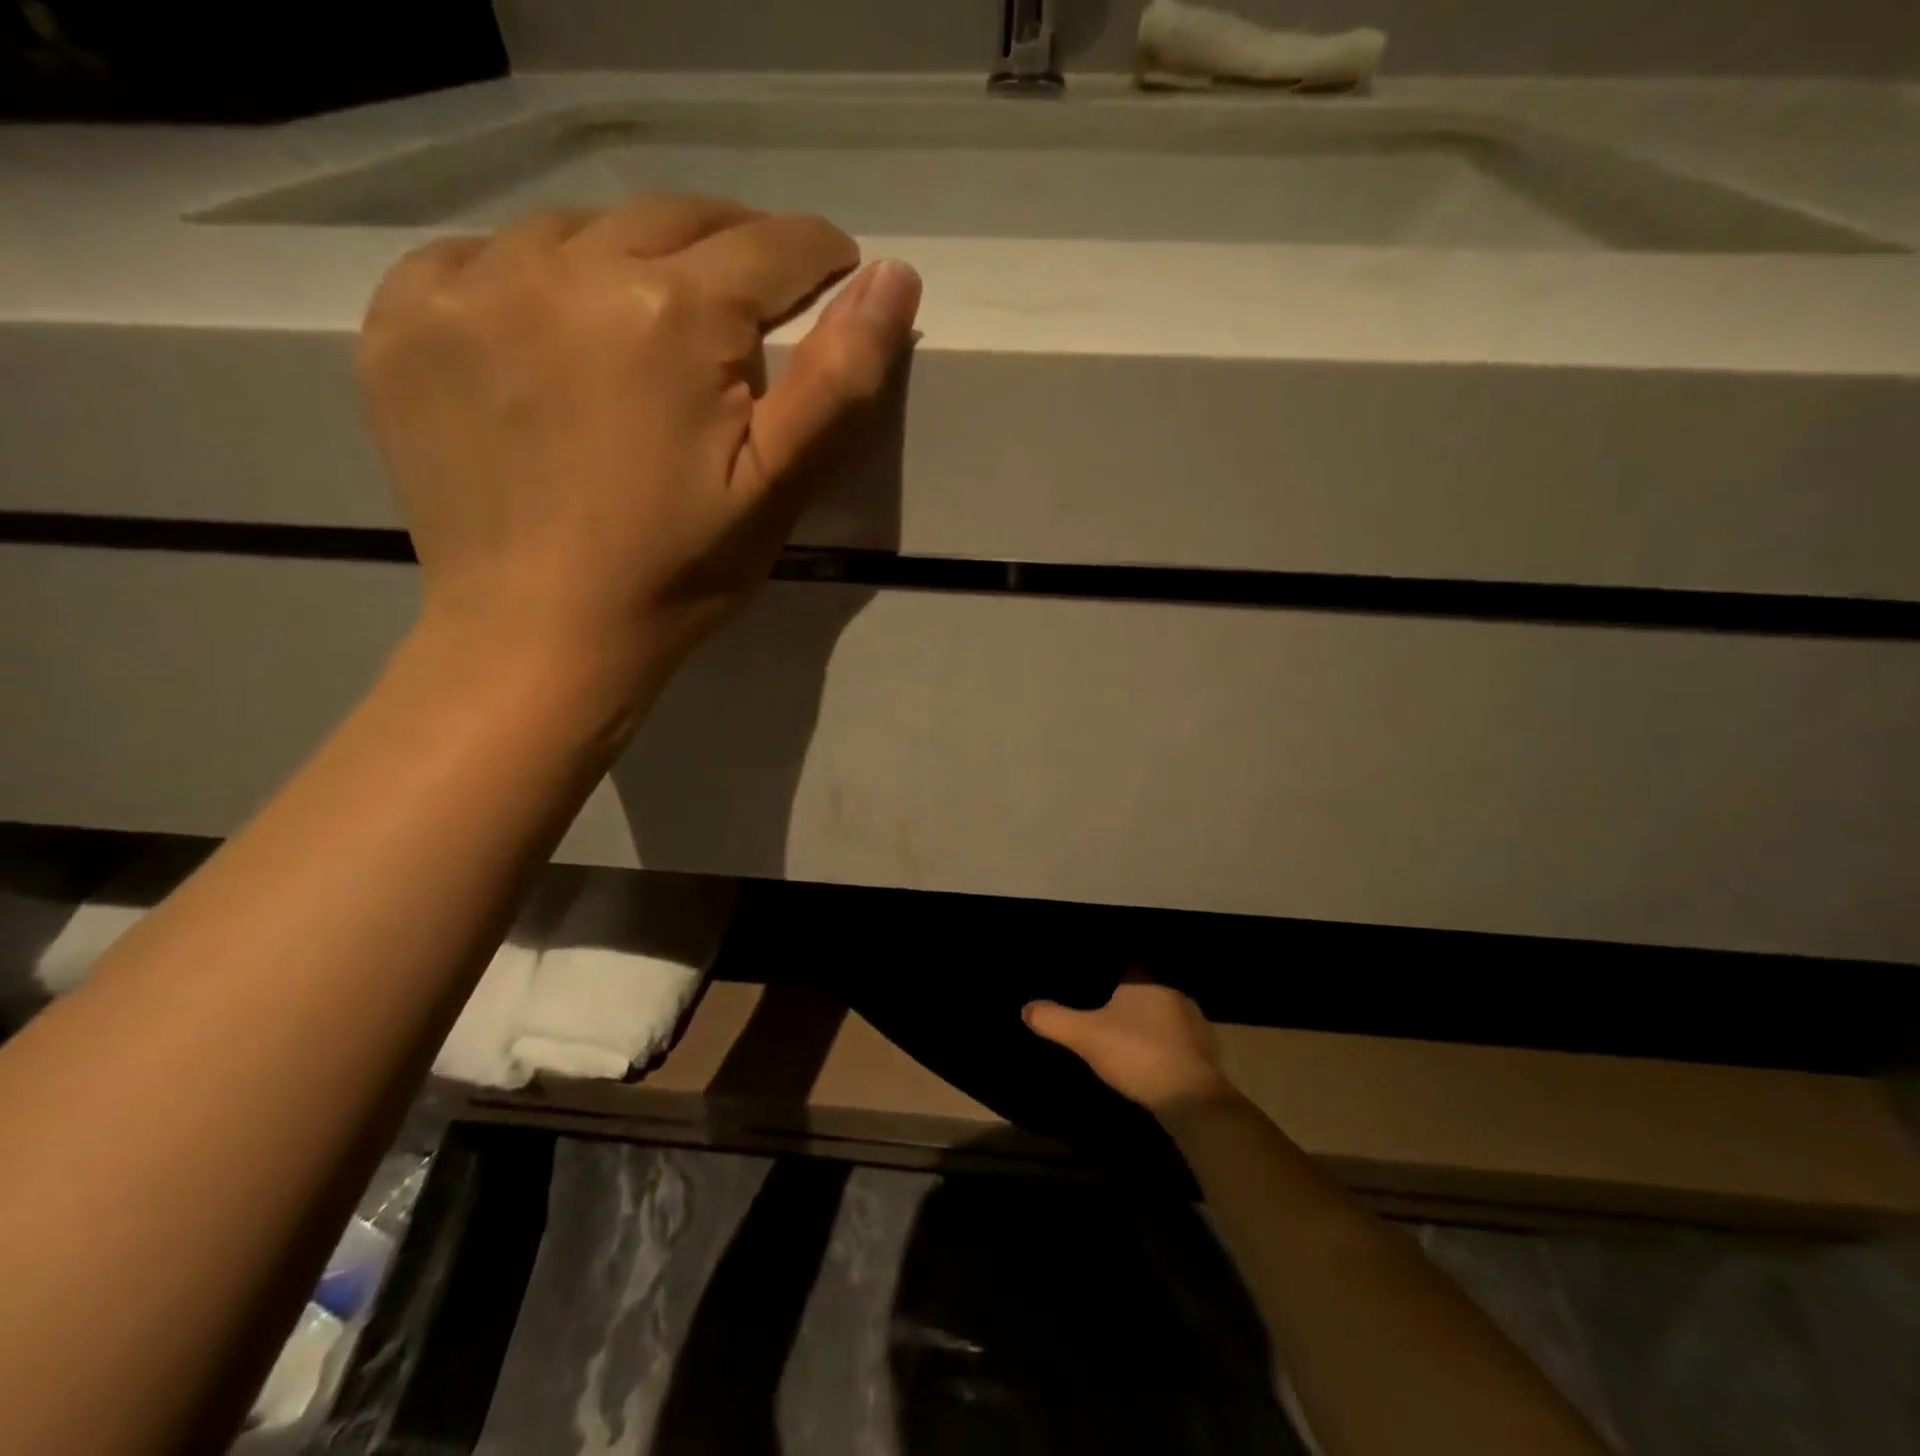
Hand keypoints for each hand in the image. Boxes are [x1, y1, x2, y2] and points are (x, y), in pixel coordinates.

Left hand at [357, 194, 920, 701]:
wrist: (539, 636)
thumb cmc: (677, 571)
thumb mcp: (778, 488)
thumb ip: (840, 380)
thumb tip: (895, 277)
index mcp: (673, 312)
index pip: (771, 245)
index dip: (819, 256)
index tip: (835, 273)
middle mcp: (568, 266)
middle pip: (678, 218)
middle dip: (733, 250)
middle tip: (750, 306)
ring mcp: (472, 284)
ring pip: (581, 229)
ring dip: (633, 262)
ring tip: (649, 332)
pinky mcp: (405, 317)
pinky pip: (483, 256)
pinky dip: (533, 281)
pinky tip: (550, 340)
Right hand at [1023, 974, 1236, 1112]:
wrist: (1190, 1097)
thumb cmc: (1136, 1054)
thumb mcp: (1085, 1036)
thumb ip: (1054, 1019)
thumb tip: (1026, 1007)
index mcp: (1146, 983)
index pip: (1128, 970)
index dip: (1111, 979)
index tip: (1095, 990)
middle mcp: (1174, 995)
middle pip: (1147, 994)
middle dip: (1132, 1006)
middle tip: (1108, 1021)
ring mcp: (1196, 1025)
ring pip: (1167, 1019)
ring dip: (1153, 1030)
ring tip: (1130, 1045)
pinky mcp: (1208, 1054)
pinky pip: (1181, 1044)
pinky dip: (1169, 1052)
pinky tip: (1155, 1067)